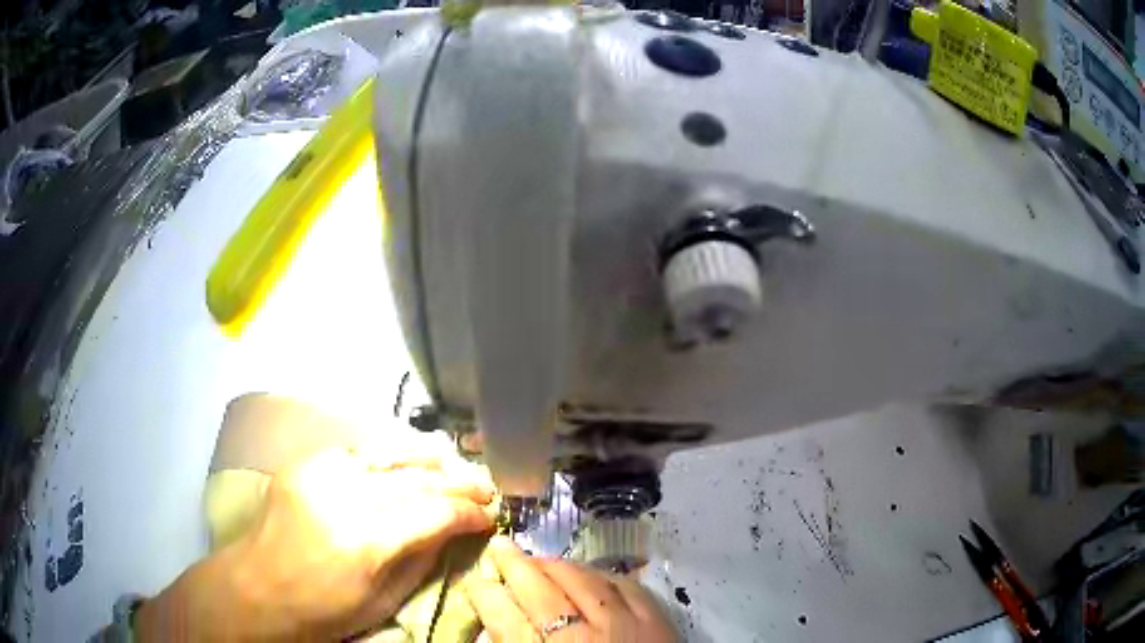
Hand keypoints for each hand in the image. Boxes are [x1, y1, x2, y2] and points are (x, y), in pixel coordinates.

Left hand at [136, 449, 496, 640]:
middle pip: (415, 479)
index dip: (469, 512)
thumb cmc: (323, 610)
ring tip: (452, 464)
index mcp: (365, 542)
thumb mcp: (383, 600)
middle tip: (484, 488)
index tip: (489, 516)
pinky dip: (388, 452)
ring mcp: (319, 473)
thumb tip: (454, 531)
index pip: (434, 512)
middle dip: (457, 483)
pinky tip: (406, 457)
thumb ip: (423, 560)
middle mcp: (343, 498)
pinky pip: (357, 449)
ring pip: (388, 452)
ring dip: (426, 457)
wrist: (258, 589)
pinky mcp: (304, 463)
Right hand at [463, 537, 677, 641]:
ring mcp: (624, 625)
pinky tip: (594, 574)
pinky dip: (606, 577)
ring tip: (540, 558)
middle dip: (514, 565)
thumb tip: (493, 632)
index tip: (473, 578)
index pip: (504, 617)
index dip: (484, 593)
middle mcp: (581, 637)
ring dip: (558, 566)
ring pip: (584, 581)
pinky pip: (628, 586)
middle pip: (540, 591)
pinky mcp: (658, 622)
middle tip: (499, 546)